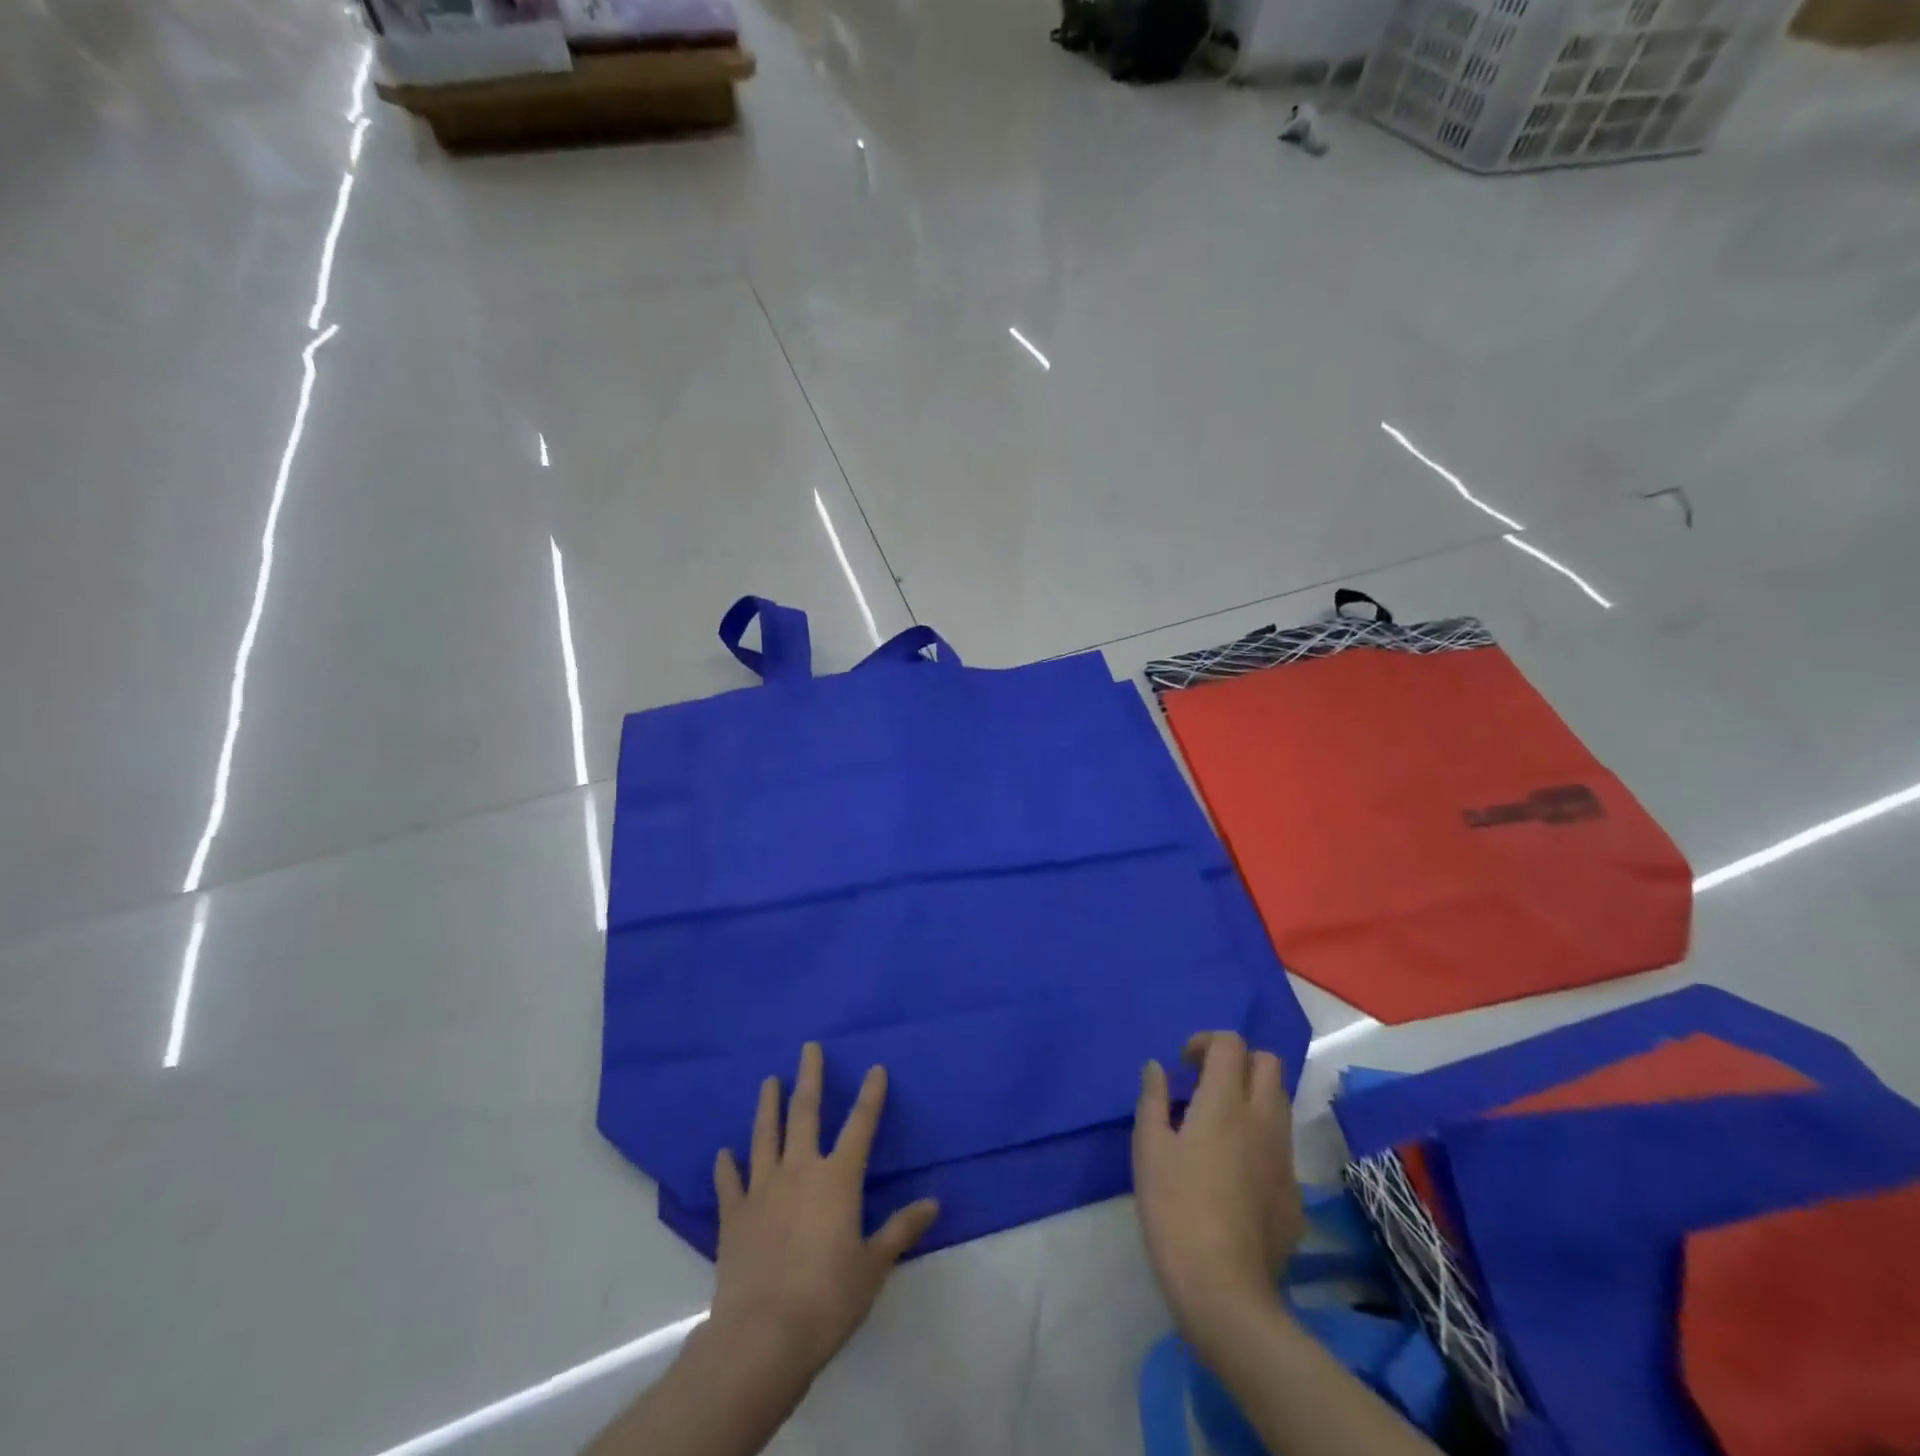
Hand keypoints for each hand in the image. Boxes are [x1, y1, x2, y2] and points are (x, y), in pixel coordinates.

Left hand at [708, 1042, 939, 1383]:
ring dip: (768, 1106)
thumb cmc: (828, 1299)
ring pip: (765, 1136)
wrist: (764, 1335)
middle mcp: (800, 1170)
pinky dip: (727, 1166)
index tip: (876, 1068)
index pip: (860, 1125)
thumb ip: (902, 1229)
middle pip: (805, 1113)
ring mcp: (763, 1189)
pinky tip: (723, 1153)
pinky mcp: (734, 1215)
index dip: (871, 1095)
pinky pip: (730, 1182)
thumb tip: (934, 1202)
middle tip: (808, 1047)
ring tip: (768, 1080)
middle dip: (810, 1078)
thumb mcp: (874, 1266)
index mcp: (838, 1178)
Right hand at [1132, 1032, 1302, 1338]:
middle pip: (1268, 1063)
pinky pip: (1281, 1147)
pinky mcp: (1295, 1195)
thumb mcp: (1149, 1147)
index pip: (1231, 1044)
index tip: (1185, 1065)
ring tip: (1218, 1124)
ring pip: (1279, 1104)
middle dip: (1238, 1061)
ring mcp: (1285, 1158)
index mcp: (1226, 1102)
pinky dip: (1259, 1140)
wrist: (1225, 1291)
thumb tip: (1158, 1067)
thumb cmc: (1175, 1208)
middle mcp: (1263, 1120)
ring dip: (1252, 1097)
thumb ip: (1154, 1098)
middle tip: (1207, 1083)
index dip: (1206, 1042)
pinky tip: (1233, 1172)